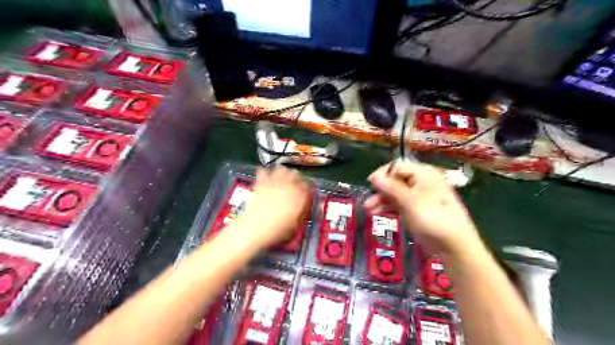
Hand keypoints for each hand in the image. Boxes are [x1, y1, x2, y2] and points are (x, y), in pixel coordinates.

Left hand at [237, 166, 309, 247]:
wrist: (255, 228)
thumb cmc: (277, 230)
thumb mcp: (294, 225)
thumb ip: (299, 214)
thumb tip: (301, 209)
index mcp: (298, 197)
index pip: (306, 186)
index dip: (305, 186)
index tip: (304, 188)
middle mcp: (287, 187)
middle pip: (294, 174)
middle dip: (296, 176)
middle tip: (295, 178)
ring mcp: (273, 184)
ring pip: (281, 170)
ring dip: (283, 171)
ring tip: (283, 172)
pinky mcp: (260, 184)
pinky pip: (263, 173)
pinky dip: (264, 171)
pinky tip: (264, 170)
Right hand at [364, 162, 480, 254]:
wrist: (453, 245)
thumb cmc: (433, 218)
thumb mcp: (410, 201)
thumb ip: (391, 188)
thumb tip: (374, 177)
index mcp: (423, 174)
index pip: (398, 167)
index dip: (383, 174)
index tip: (370, 183)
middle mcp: (420, 181)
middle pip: (395, 180)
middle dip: (380, 189)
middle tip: (368, 199)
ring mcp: (417, 196)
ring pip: (394, 192)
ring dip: (381, 199)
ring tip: (368, 209)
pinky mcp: (415, 208)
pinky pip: (398, 202)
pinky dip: (387, 206)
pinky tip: (375, 212)